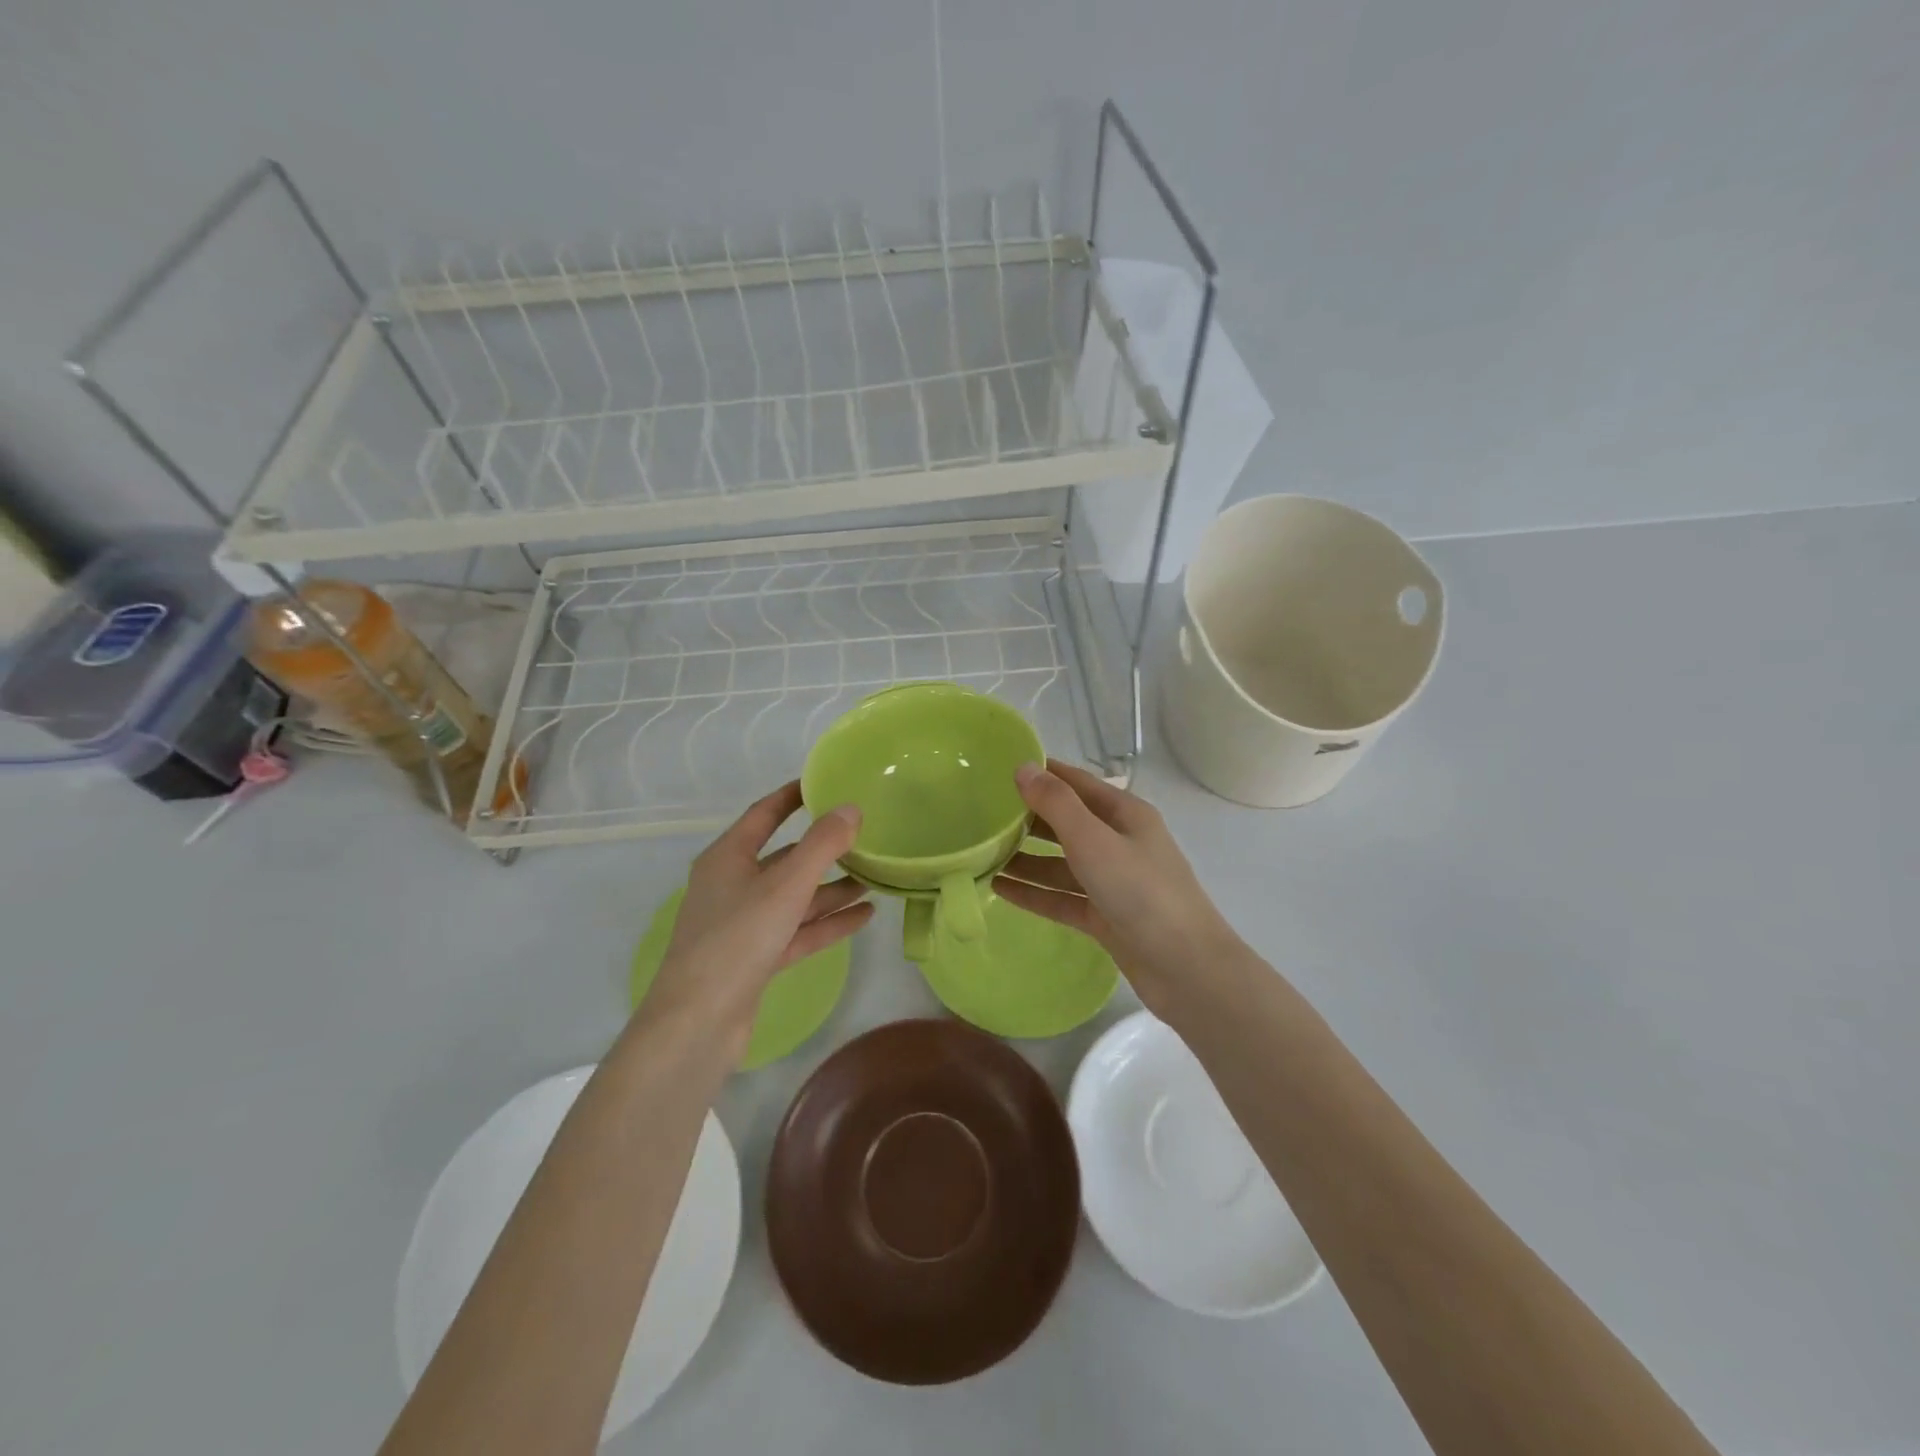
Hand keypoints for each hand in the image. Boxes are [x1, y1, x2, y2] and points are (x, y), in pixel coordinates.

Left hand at [644, 782, 871, 1060]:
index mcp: (727, 858)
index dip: (793, 797)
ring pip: (794, 897)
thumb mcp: (786, 885)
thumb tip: (851, 808)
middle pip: (784, 858)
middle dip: (823, 849)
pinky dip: (827, 922)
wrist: (698, 1022)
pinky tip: (864, 916)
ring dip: (831, 888)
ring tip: (874, 878)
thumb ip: (822, 844)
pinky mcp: (756, 958)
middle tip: (864, 836)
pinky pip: (798, 930)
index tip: (824, 783)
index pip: (764, 814)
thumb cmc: (738, 939)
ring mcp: (743, 924)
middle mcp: (733, 885)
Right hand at [994, 760, 1241, 1014]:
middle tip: (981, 814)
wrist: (1186, 969)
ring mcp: (1113, 882)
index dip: (1043, 774)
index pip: (1076, 783)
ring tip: (983, 854)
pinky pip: (1062, 897)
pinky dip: (1034, 892)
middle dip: (1028, 818)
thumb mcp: (1094, 840)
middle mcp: (1119, 842)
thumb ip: (1056, 804)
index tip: (999, 769)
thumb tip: (1023, 767)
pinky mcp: (1105, 916)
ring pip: (1061, 863)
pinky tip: (999, 889)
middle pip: (1067, 823)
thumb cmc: (1142, 892)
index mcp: (1125, 814)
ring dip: (1026, 858)